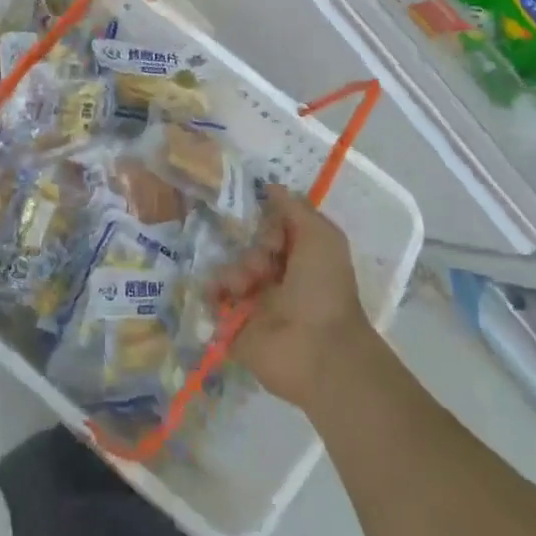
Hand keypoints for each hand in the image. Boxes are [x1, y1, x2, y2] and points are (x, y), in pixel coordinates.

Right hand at [212, 184, 376, 409]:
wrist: (317, 350)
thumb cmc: (323, 288)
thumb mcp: (320, 236)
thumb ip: (294, 207)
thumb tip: (270, 186)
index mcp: (301, 259)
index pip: (274, 229)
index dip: (270, 224)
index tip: (274, 232)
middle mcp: (278, 278)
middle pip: (249, 246)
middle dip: (254, 248)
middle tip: (265, 263)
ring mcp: (255, 303)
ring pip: (230, 270)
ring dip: (236, 272)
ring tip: (246, 286)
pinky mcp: (234, 326)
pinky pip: (213, 299)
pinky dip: (212, 291)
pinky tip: (220, 293)